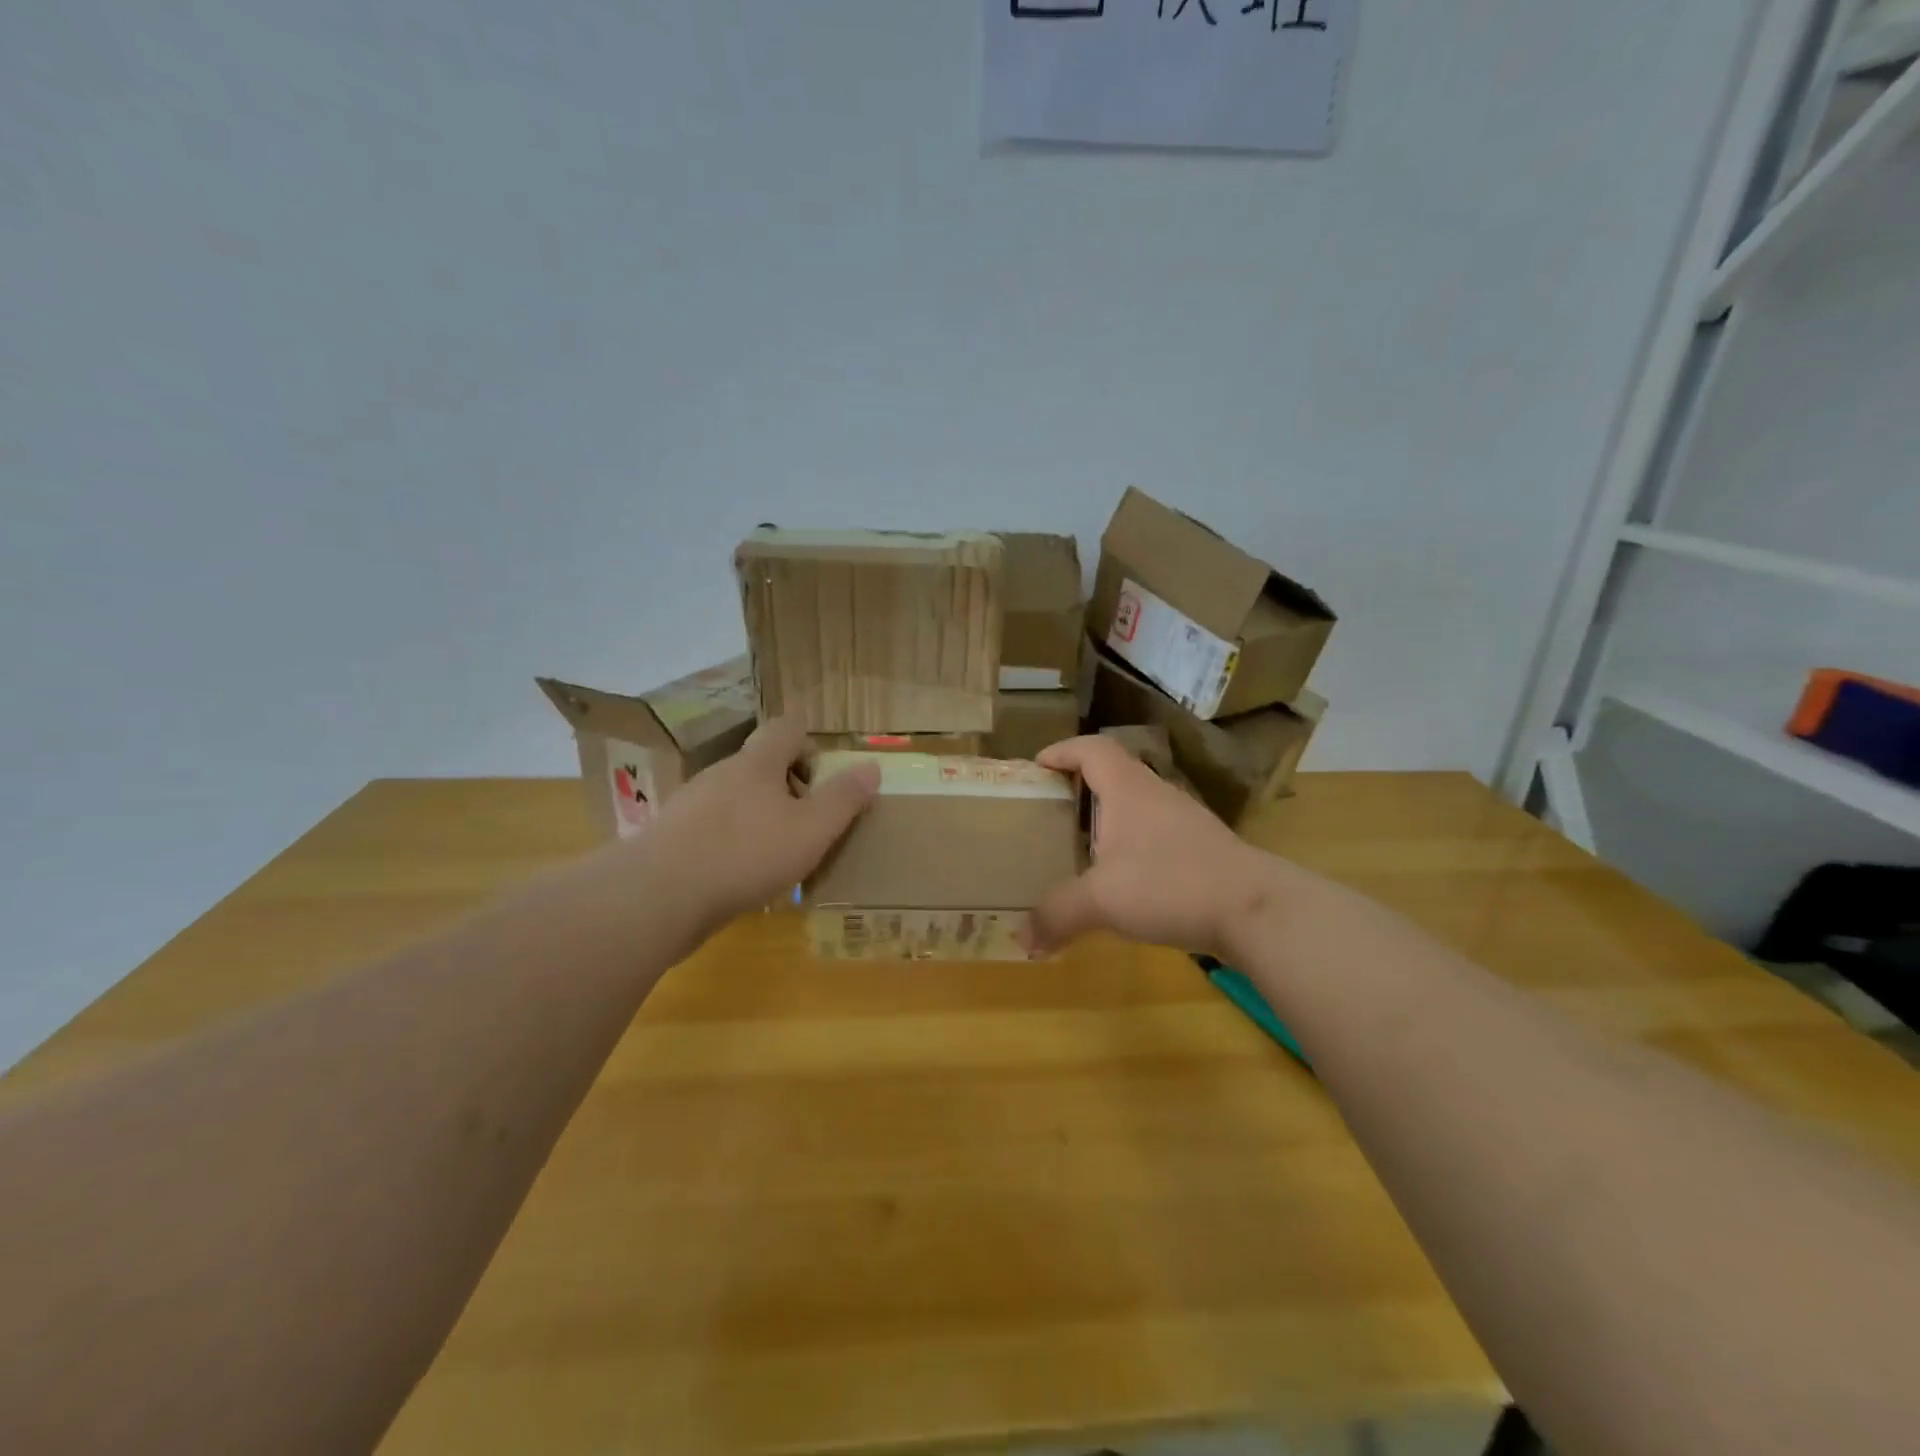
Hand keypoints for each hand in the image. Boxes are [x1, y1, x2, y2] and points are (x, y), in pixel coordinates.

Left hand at [642, 717, 879, 945]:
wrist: (657, 896)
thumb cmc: (746, 854)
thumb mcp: (811, 830)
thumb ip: (843, 799)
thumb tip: (872, 766)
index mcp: (757, 763)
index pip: (786, 728)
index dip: (809, 743)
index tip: (822, 778)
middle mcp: (721, 773)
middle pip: (760, 764)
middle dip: (787, 788)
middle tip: (808, 823)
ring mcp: (690, 804)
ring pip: (734, 798)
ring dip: (758, 817)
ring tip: (776, 855)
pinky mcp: (671, 837)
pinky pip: (711, 829)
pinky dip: (731, 843)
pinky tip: (739, 877)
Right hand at [1021, 735, 1293, 957]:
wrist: (1256, 910)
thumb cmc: (1171, 885)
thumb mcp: (1102, 901)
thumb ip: (1057, 915)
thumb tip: (1021, 940)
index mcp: (1128, 790)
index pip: (1092, 749)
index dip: (1062, 751)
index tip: (1036, 766)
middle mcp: (1157, 795)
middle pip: (1114, 772)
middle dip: (1080, 785)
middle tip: (1052, 809)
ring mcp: (1184, 821)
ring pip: (1137, 805)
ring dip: (1108, 817)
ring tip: (1081, 845)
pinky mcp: (1203, 850)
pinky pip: (1155, 834)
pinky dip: (1132, 845)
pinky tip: (1124, 879)